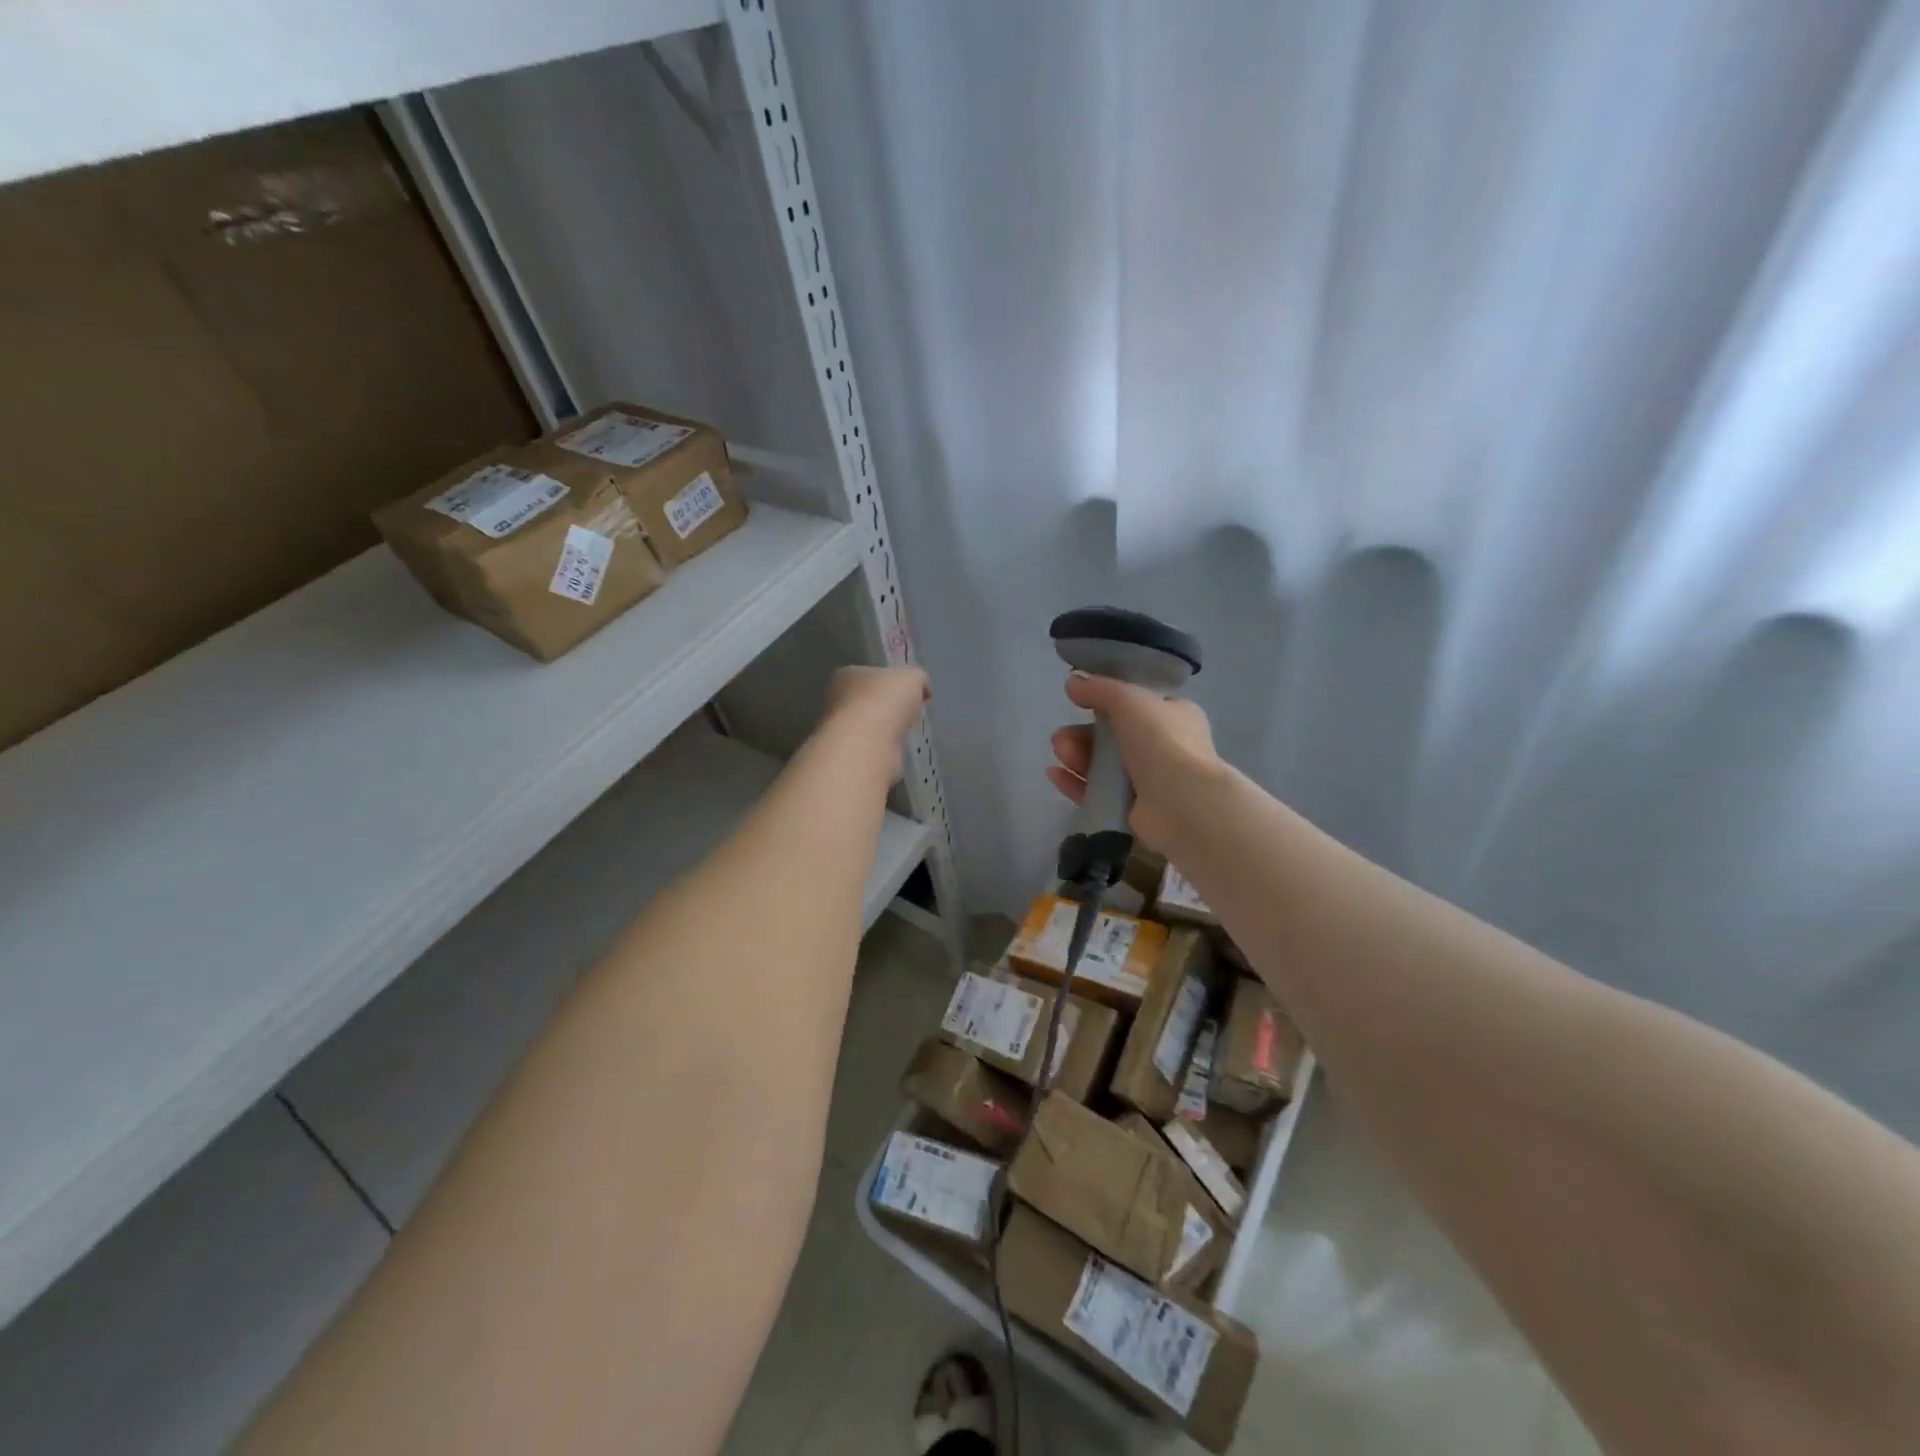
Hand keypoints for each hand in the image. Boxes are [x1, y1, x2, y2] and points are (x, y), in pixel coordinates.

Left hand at [821, 665, 930, 780]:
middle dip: (888, 706)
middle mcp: (837, 700)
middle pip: (868, 700)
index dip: (892, 682)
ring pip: (869, 724)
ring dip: (885, 728)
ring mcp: (841, 729)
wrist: (868, 744)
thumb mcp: (912, 677)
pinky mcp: (849, 753)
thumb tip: (923, 689)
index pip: (871, 674)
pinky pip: (872, 745)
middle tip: (909, 712)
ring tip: (904, 732)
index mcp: (847, 675)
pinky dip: (883, 747)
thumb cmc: (885, 701)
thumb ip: (918, 679)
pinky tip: (896, 748)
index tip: (911, 693)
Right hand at [1048, 672, 1218, 850]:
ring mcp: (1149, 781)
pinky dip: (1076, 782)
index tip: (1081, 701)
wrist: (1182, 804)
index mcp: (1175, 716)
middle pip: (1114, 736)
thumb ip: (1099, 688)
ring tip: (1060, 752)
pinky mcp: (1133, 809)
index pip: (1138, 705)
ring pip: (1104, 764)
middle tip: (1062, 736)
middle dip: (1082, 733)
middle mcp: (1165, 747)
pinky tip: (1055, 774)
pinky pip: (1098, 792)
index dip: (1108, 702)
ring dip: (1077, 755)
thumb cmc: (1162, 742)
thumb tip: (1073, 682)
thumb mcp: (1129, 700)